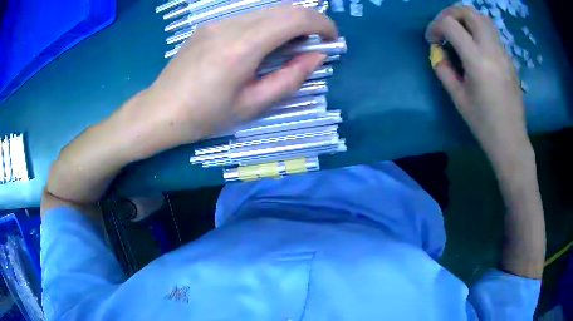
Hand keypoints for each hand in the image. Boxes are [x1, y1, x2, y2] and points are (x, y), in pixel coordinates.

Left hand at [119, 5, 336, 159]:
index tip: (332, 39)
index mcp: (242, 47)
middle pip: (284, 8)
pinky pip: (249, 17)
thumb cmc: (205, 116)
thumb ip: (290, 78)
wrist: (161, 110)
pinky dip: (268, 25)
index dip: (322, 24)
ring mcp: (218, 22)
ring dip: (288, 23)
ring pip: (267, 10)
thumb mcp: (252, 105)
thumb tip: (317, 56)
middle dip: (309, 21)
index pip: (295, 18)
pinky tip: (263, 45)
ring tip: (290, 47)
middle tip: (315, 44)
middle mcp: (231, 25)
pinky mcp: (210, 25)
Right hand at [426, 5, 529, 163]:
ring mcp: (503, 53)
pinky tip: (475, 46)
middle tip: (443, 27)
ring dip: (466, 18)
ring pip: (483, 18)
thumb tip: (437, 53)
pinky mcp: (509, 58)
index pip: (451, 25)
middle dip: (451, 13)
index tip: (432, 40)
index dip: (435, 27)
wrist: (510, 140)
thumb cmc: (483, 124)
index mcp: (477, 60)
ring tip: (459, 31)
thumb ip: (444, 70)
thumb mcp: (458, 98)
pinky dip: (478, 30)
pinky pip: (492, 33)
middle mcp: (492, 50)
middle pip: (469, 12)